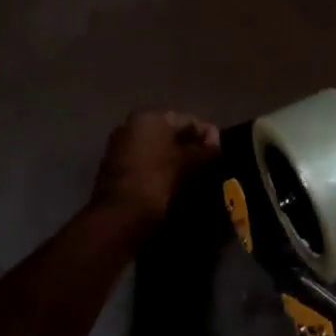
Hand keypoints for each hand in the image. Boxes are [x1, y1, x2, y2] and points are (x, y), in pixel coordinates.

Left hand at [90, 110, 220, 225]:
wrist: (121, 217)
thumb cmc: (160, 181)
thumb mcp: (191, 164)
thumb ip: (207, 149)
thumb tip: (215, 142)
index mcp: (149, 117)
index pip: (188, 120)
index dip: (208, 135)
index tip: (221, 152)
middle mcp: (130, 126)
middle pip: (170, 134)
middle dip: (190, 147)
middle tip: (210, 165)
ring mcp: (119, 148)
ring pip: (157, 150)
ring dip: (175, 161)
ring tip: (195, 178)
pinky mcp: (114, 171)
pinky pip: (145, 165)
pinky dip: (160, 171)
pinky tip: (174, 186)